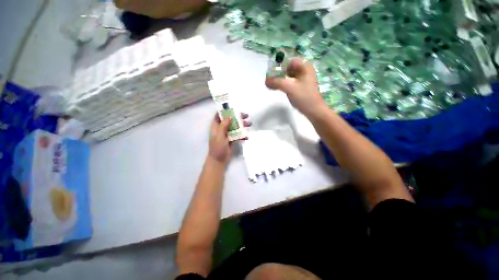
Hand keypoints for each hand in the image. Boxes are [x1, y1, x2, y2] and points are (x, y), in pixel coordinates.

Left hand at [208, 113, 250, 164]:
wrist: (219, 160)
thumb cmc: (217, 147)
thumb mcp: (219, 136)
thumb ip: (223, 126)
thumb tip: (229, 116)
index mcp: (216, 126)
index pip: (219, 115)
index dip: (225, 110)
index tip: (234, 108)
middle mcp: (222, 128)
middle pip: (230, 120)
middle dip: (238, 117)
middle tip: (246, 116)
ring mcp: (227, 134)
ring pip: (235, 127)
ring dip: (242, 125)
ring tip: (250, 124)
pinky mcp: (232, 139)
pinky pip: (238, 135)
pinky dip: (242, 135)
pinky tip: (246, 137)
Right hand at [265, 58, 327, 117]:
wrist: (314, 110)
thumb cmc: (303, 97)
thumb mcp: (289, 87)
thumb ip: (276, 82)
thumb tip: (265, 81)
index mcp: (305, 66)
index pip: (289, 60)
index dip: (280, 66)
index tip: (272, 75)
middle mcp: (305, 70)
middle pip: (289, 67)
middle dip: (279, 73)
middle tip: (272, 81)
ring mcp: (304, 79)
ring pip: (289, 75)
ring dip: (281, 79)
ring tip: (274, 85)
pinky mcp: (302, 87)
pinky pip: (291, 82)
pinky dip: (285, 84)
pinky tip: (280, 89)